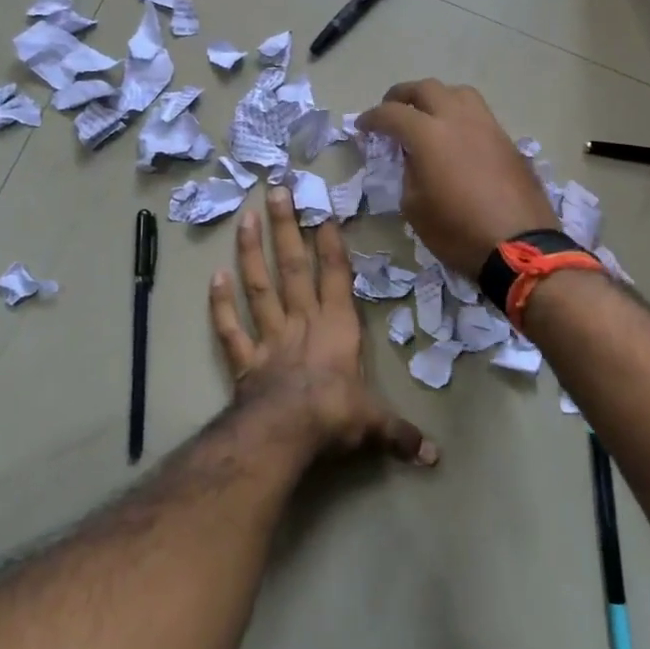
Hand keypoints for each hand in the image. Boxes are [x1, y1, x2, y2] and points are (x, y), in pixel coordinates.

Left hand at [210, 186, 438, 466]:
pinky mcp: (244, 358)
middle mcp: (301, 322)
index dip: (329, 244)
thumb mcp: (374, 424)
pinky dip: (221, 304)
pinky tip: (214, 276)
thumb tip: (435, 457)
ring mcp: (269, 336)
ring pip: (258, 286)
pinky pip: (231, 327)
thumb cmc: (335, 416)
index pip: (334, 277)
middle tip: (275, 190)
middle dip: (285, 227)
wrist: (287, 432)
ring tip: (246, 218)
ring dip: (250, 252)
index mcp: (336, 328)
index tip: (321, 212)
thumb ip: (400, 433)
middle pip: (292, 267)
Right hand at [358, 80, 556, 279]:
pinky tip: (456, 138)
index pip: (392, 114)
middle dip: (402, 95)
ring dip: (436, 98)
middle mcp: (458, 119)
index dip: (372, 118)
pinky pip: (478, 114)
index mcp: (429, 135)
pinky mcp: (507, 140)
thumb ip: (408, 173)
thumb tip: (414, 158)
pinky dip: (459, 116)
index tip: (363, 126)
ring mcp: (487, 126)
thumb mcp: (415, 207)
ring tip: (427, 116)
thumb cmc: (458, 231)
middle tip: (391, 110)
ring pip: (458, 93)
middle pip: (426, 88)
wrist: (521, 247)